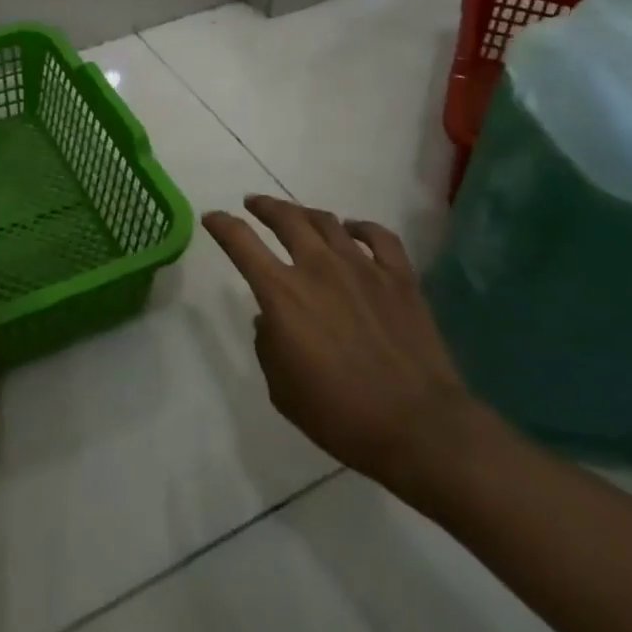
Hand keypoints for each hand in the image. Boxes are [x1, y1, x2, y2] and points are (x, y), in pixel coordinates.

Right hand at [203, 195, 480, 495]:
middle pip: (285, 218)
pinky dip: (361, 227)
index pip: (241, 242)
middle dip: (264, 206)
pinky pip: (379, 236)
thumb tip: (271, 319)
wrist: (419, 428)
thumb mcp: (281, 388)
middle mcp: (318, 268)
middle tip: (253, 204)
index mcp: (282, 293)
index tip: (213, 217)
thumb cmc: (341, 415)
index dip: (222, 224)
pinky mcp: (399, 278)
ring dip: (305, 213)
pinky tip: (353, 230)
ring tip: (298, 216)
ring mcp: (362, 268)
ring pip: (327, 221)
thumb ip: (268, 344)